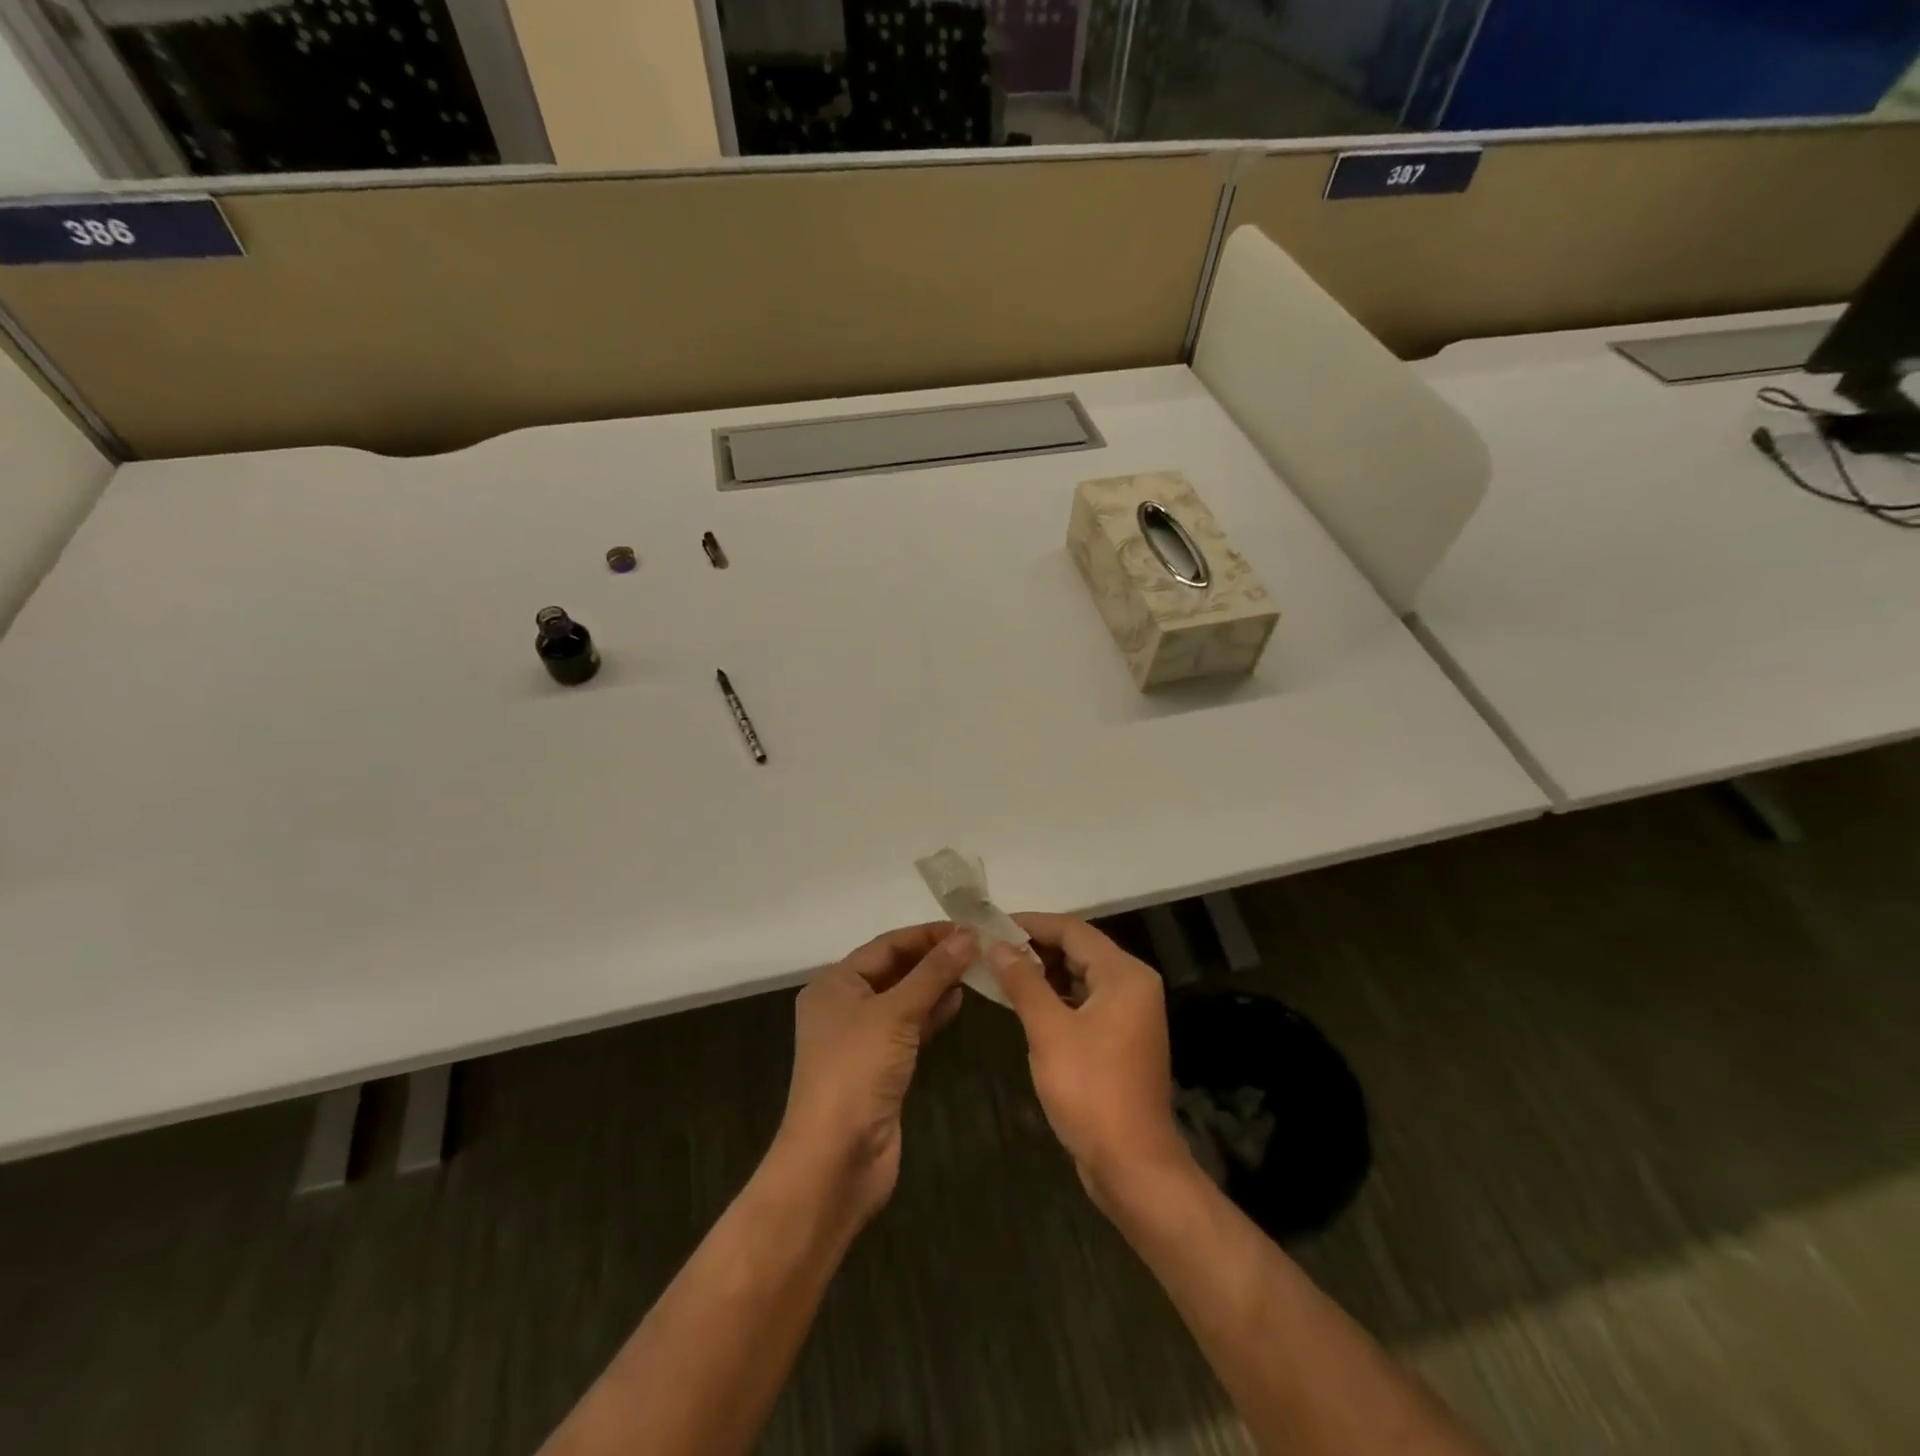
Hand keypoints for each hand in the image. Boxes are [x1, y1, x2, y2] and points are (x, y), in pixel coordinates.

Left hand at [775, 923, 975, 1224]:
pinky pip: (909, 1028)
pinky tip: (959, 1003)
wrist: (836, 1159)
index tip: (969, 928)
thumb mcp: (895, 1014)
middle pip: (895, 969)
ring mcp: (862, 1038)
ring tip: (977, 971)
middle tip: (980, 948)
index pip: (887, 944)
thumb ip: (933, 973)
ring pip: (904, 999)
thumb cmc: (857, 1072)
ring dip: (936, 985)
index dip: (927, 935)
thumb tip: (968, 935)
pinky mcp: (880, 1067)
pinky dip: (932, 1014)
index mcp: (836, 983)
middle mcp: (845, 1005)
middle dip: (934, 959)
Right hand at [989, 913, 1192, 1211]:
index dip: (1030, 923)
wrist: (1132, 1166)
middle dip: (1034, 947)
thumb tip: (996, 945)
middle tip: (989, 948)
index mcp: (1124, 974)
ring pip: (1079, 976)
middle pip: (1078, 949)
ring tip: (998, 971)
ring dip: (1042, 972)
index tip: (990, 924)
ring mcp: (1129, 1013)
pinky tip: (1023, 1002)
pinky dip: (1055, 997)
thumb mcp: (1049, 1030)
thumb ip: (1023, 981)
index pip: (1072, 930)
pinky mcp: (1119, 1038)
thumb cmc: (1091, 1090)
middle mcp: (1132, 985)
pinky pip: (1083, 1001)